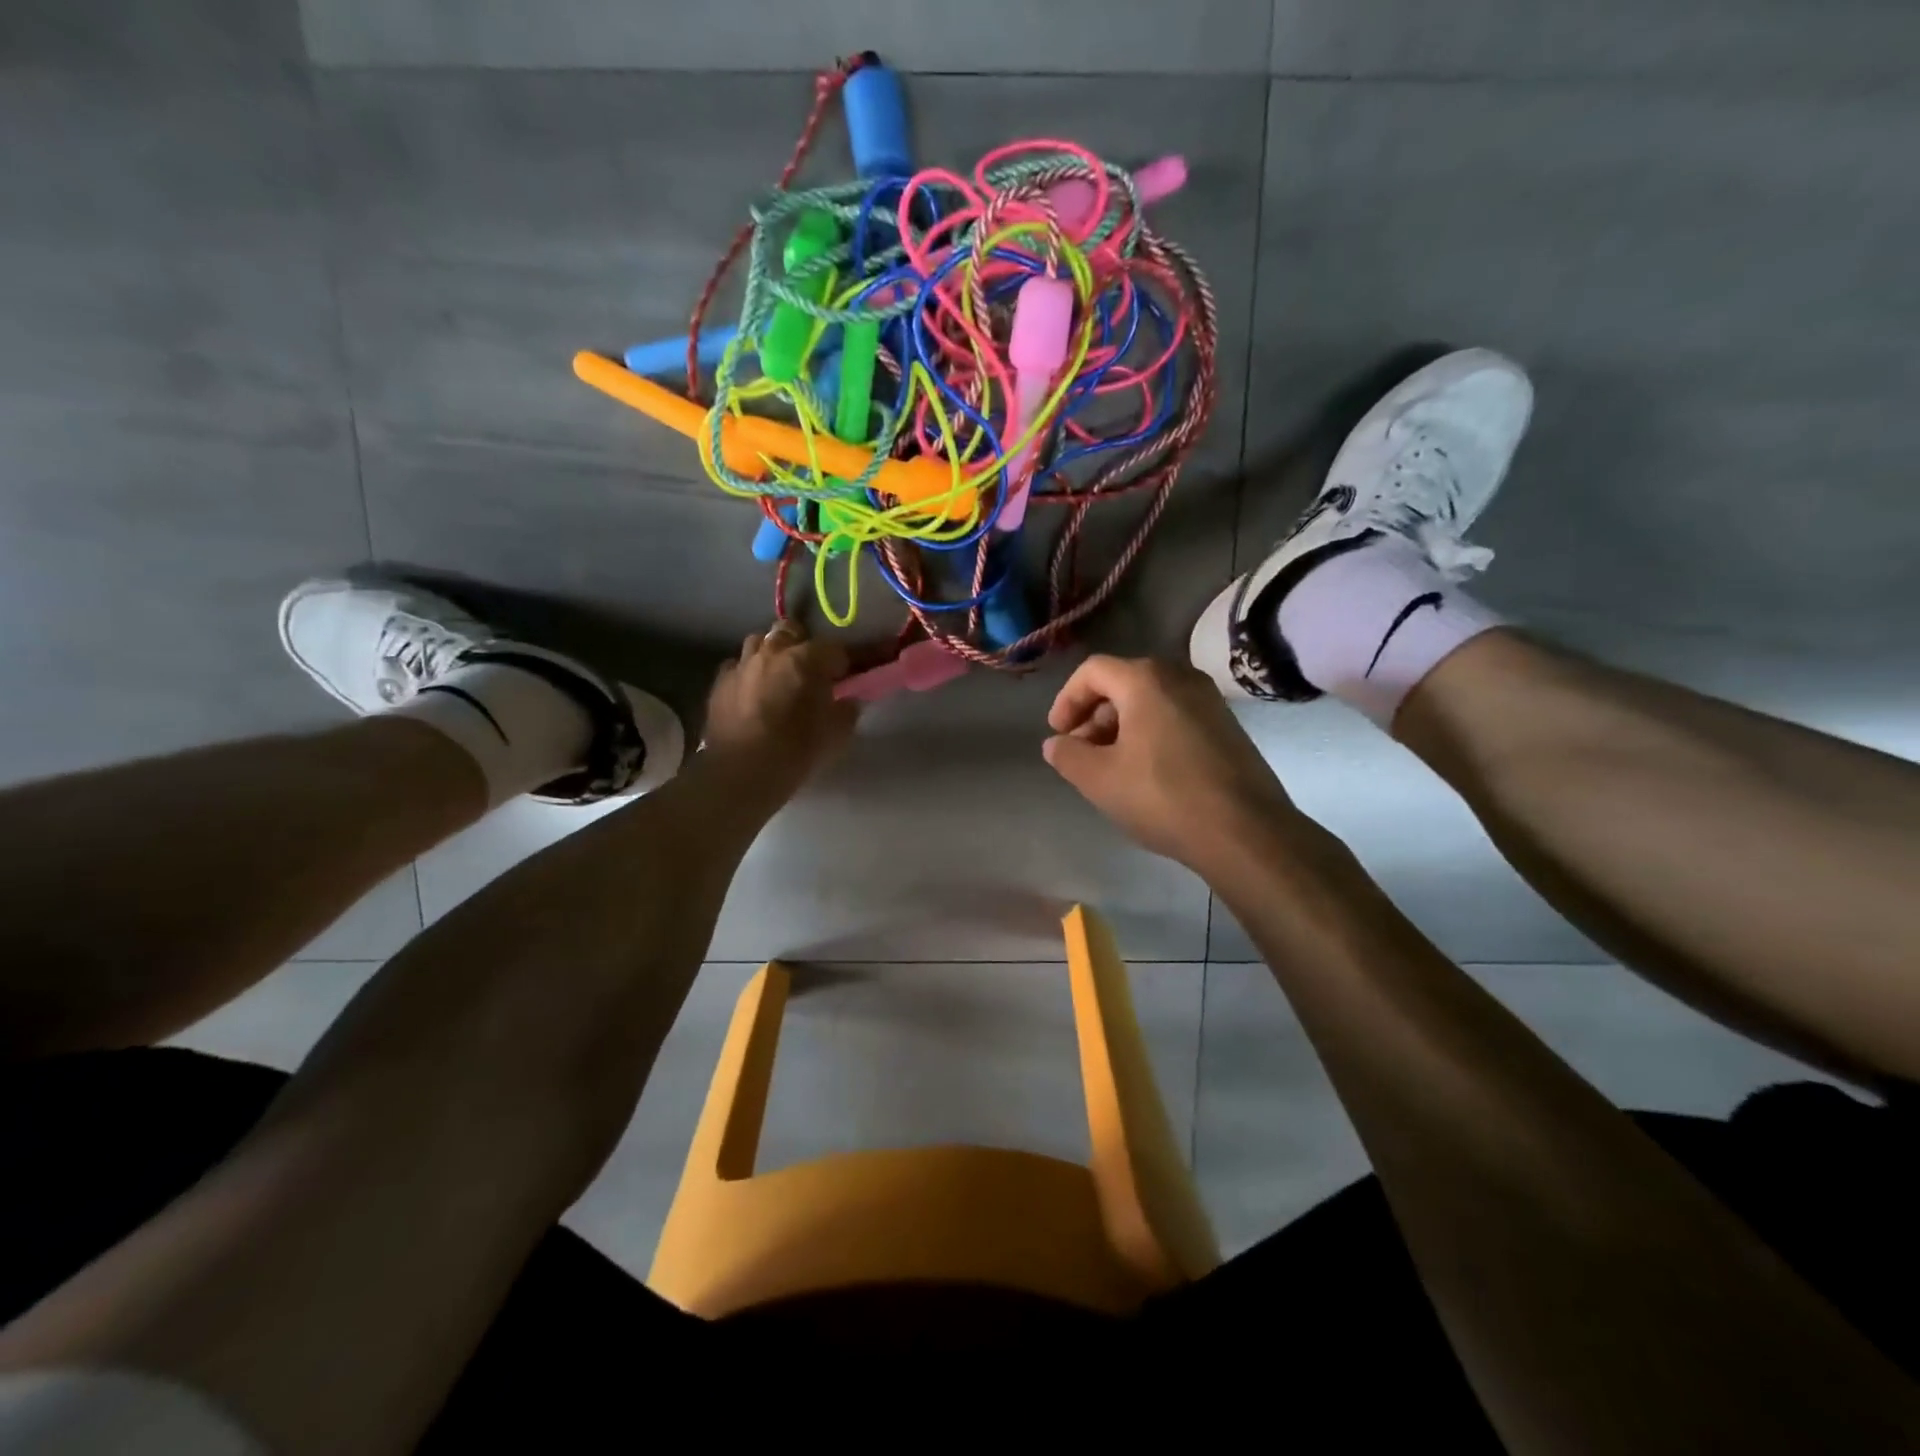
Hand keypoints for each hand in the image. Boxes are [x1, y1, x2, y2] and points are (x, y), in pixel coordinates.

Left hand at [703, 621, 858, 803]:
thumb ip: (847, 710)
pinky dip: (748, 676)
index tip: (848, 679)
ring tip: (777, 679)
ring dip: (772, 656)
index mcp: (807, 658)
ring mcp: (741, 664)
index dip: (846, 664)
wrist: (741, 772)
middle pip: (791, 631)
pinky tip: (751, 696)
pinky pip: (737, 668)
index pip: (837, 649)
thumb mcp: (837, 734)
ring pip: (759, 644)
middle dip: (803, 646)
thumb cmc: (797, 750)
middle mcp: (772, 651)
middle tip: (810, 672)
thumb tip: (847, 700)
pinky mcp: (719, 683)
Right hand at [1042, 655, 1300, 870]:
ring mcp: (1209, 700)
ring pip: (1151, 700)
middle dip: (1094, 715)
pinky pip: (1176, 715)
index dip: (1067, 700)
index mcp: (1146, 679)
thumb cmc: (1162, 797)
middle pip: (1123, 682)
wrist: (1245, 831)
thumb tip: (1056, 743)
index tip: (1058, 734)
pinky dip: (1150, 732)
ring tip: (1110, 765)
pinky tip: (1146, 771)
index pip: (1092, 671)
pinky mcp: (1227, 726)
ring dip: (1121, 725)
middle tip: (1081, 752)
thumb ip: (1068, 755)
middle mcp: (1180, 677)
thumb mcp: (1099, 779)